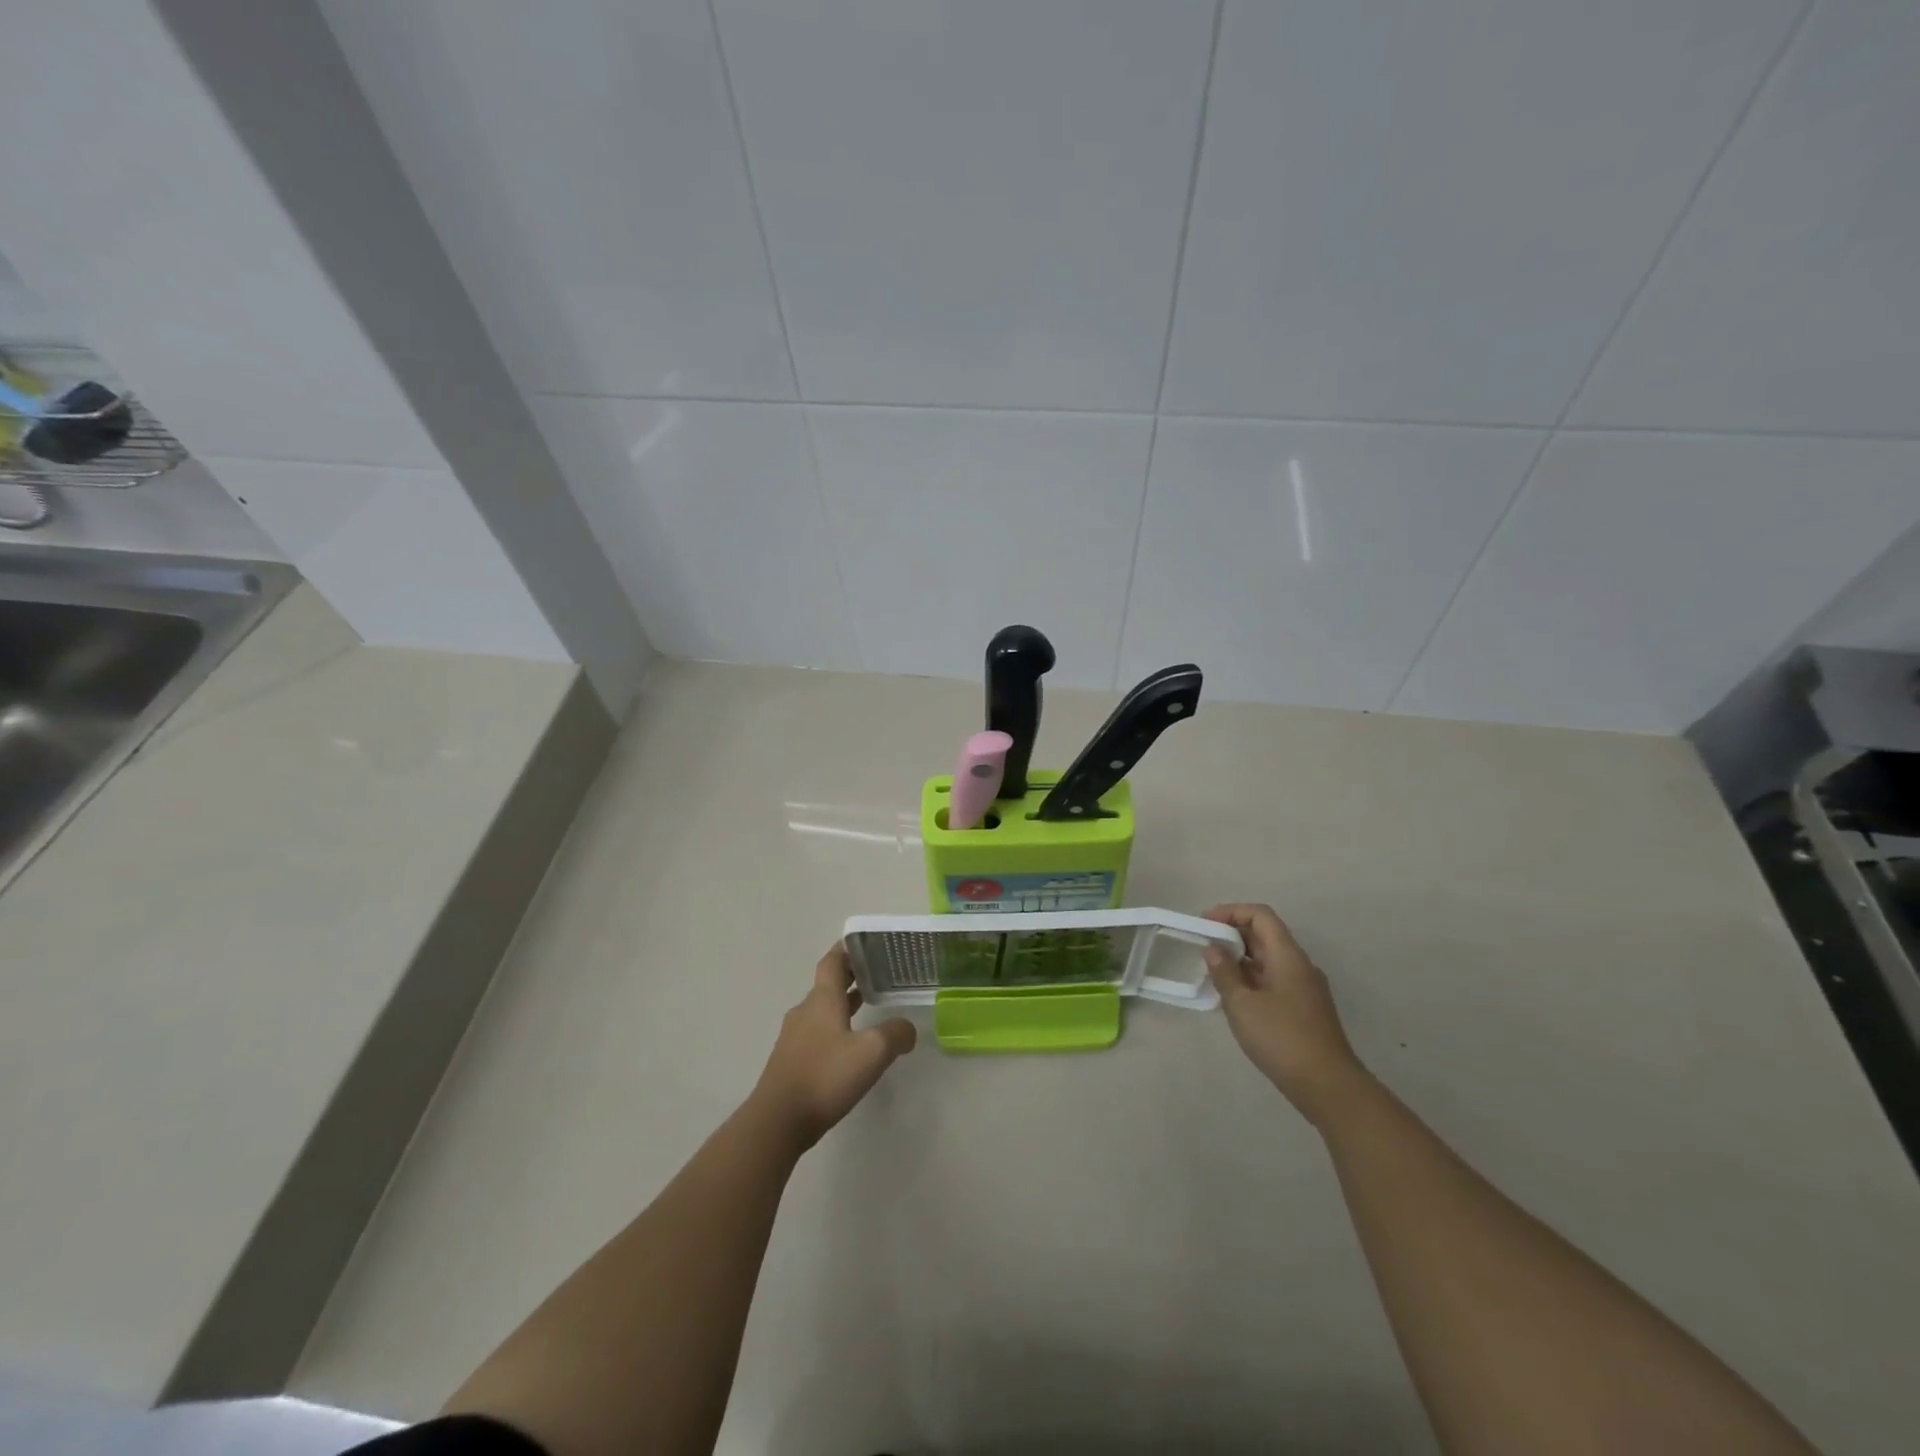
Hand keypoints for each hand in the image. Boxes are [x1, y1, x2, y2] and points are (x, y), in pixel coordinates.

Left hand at [749, 943, 916, 1149]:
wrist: (777, 1121)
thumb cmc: (825, 1076)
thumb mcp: (872, 1052)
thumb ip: (895, 1034)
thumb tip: (908, 1028)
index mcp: (822, 1000)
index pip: (832, 962)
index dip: (847, 950)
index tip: (864, 943)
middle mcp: (805, 1012)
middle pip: (827, 985)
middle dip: (850, 976)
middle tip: (876, 973)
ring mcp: (794, 1038)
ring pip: (821, 1010)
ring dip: (842, 1003)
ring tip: (867, 1004)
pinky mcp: (790, 1062)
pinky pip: (816, 1034)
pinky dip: (834, 1028)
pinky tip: (848, 1046)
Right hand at [1204, 904, 1367, 1125]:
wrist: (1328, 1087)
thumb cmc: (1282, 1039)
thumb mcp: (1243, 1005)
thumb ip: (1225, 973)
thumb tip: (1213, 949)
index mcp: (1288, 956)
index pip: (1260, 915)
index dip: (1231, 912)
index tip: (1205, 923)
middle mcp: (1300, 965)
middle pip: (1265, 935)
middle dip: (1232, 935)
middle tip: (1203, 947)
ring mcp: (1305, 988)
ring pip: (1269, 959)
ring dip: (1240, 958)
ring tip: (1213, 972)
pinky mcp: (1304, 1009)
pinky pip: (1274, 979)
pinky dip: (1251, 978)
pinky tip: (1234, 997)